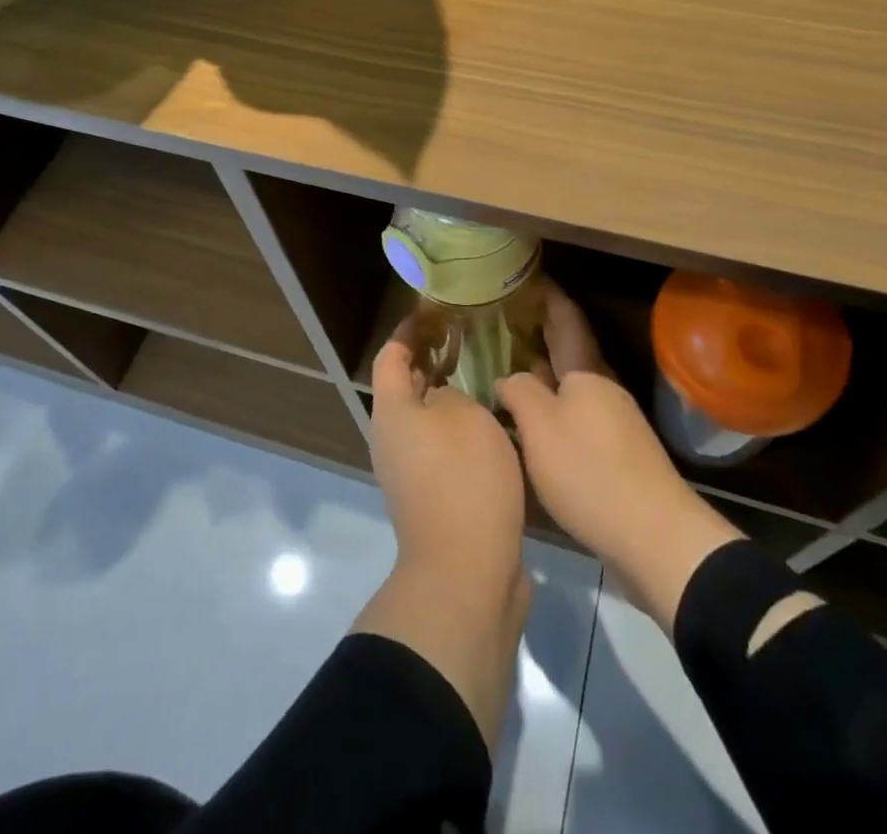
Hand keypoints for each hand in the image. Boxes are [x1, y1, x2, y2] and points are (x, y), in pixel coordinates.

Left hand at [370, 333, 527, 582]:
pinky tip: (494, 425)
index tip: (436, 312)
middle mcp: (392, 440)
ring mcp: (410, 473)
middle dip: (433, 361)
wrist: (466, 573)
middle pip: (406, 388)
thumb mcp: (464, 416)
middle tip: (470, 342)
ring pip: (427, 419)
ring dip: (450, 397)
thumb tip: (444, 399)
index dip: (410, 331)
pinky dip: (461, 429)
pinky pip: (442, 448)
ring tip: (486, 378)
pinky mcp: (433, 498)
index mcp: (392, 412)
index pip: (391, 356)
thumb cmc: (463, 479)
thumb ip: (452, 393)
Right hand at [497, 282, 740, 633]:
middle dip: (543, 331)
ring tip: (511, 364)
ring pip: (572, 384)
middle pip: (570, 350)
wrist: (654, 538)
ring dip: (545, 370)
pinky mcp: (614, 456)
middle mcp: (602, 389)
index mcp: (586, 372)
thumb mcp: (541, 426)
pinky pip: (575, 414)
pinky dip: (552, 405)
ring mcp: (612, 423)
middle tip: (508, 317)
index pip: (566, 319)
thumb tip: (508, 378)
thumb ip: (519, 392)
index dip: (548, 296)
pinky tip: (532, 420)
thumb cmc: (590, 471)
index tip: (528, 277)